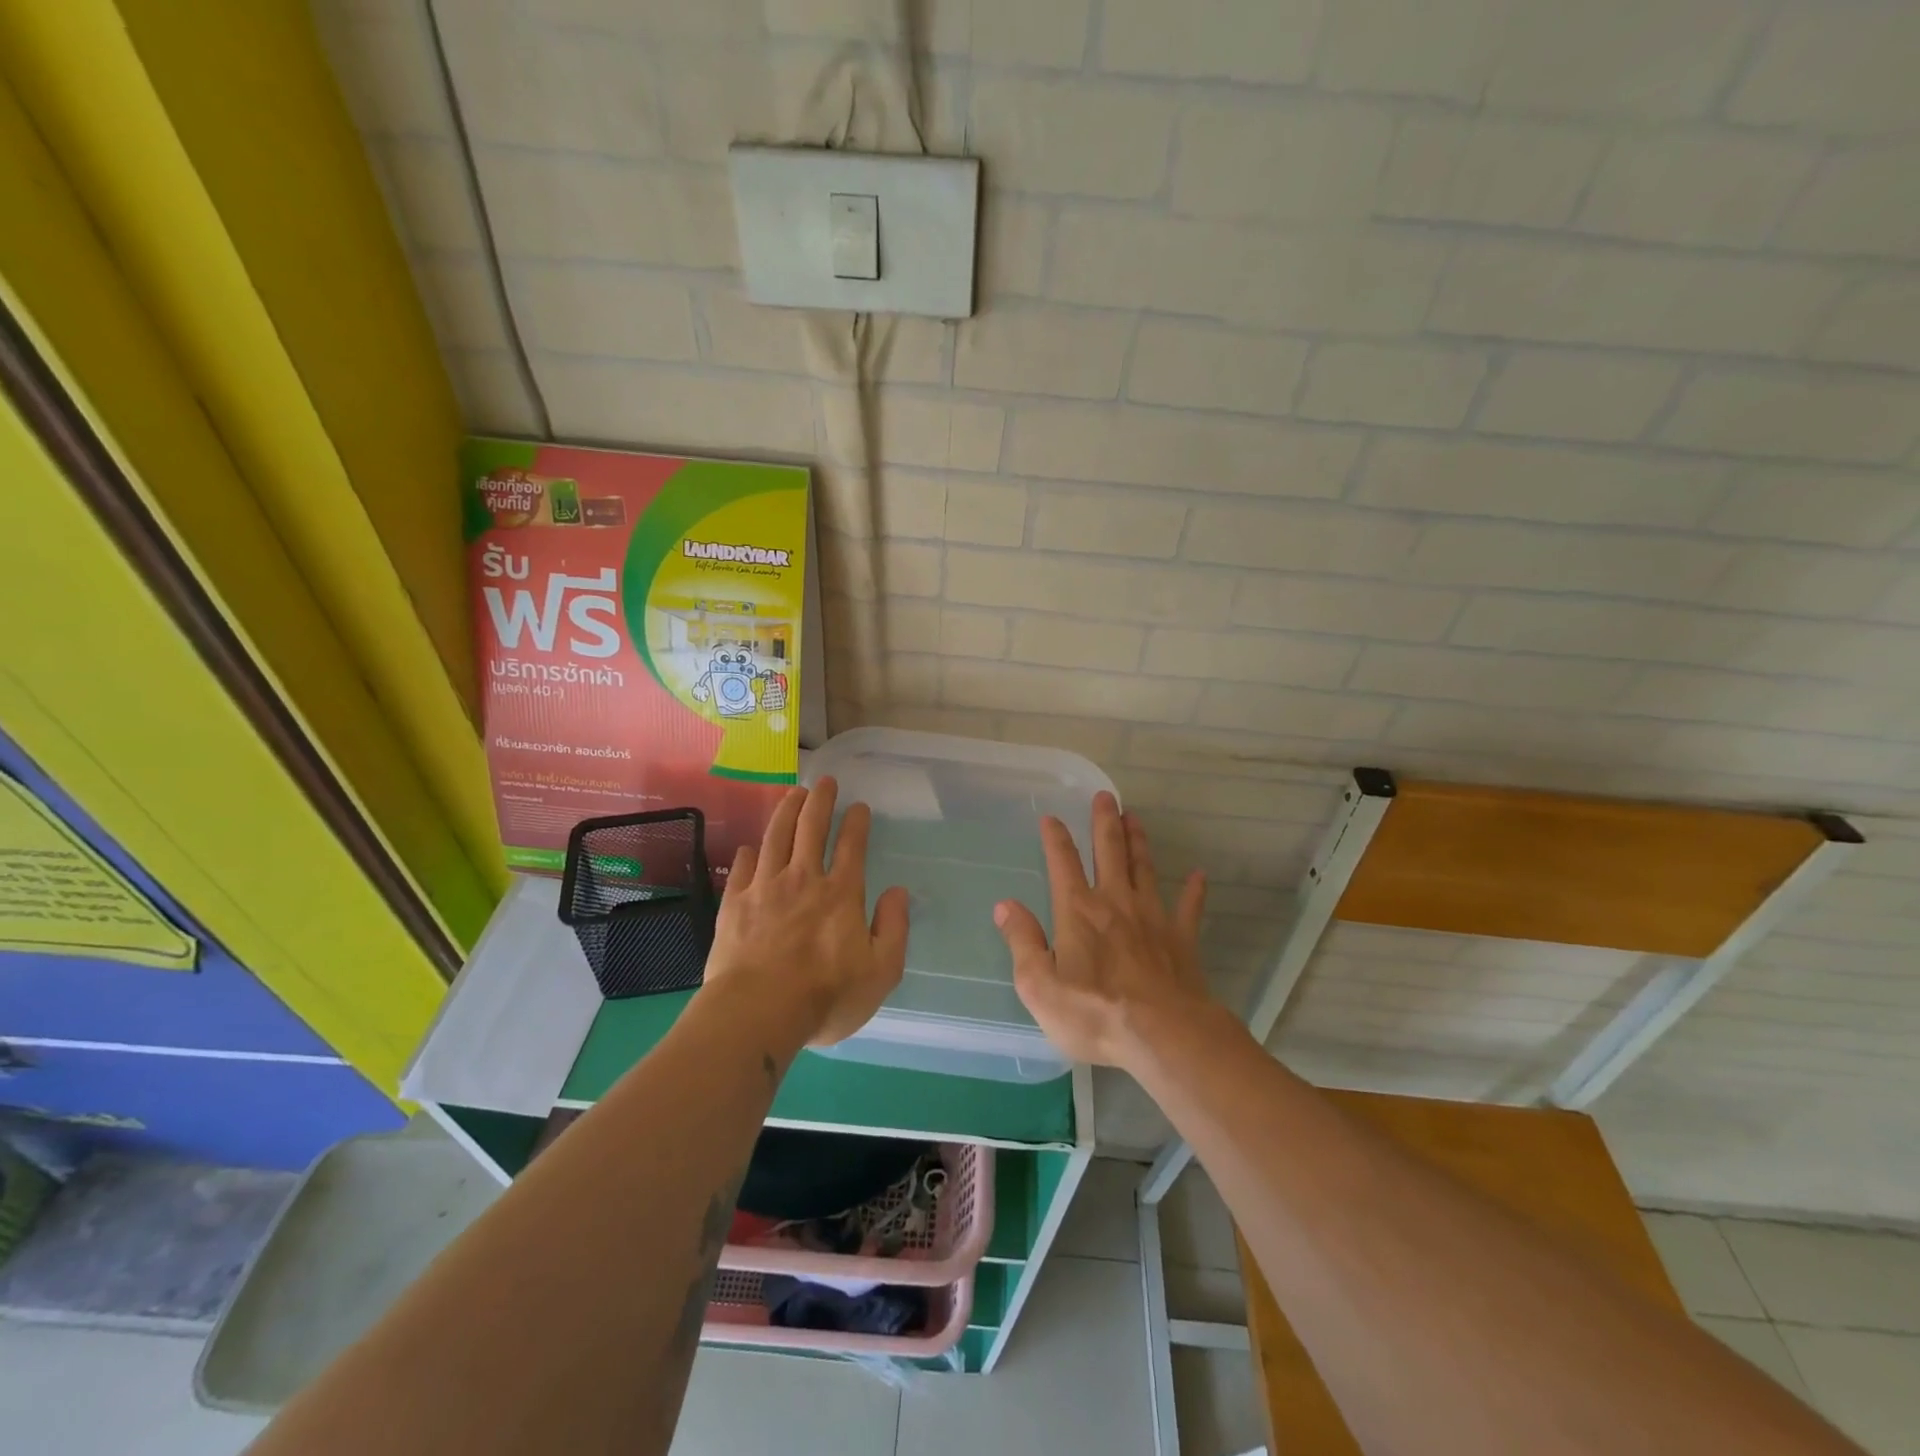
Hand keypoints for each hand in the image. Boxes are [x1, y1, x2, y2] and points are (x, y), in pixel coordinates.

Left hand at [704, 777, 908, 1046]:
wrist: (757, 1013)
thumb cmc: (825, 997)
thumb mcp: (881, 972)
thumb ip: (894, 929)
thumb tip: (898, 892)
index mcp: (841, 894)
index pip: (852, 846)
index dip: (857, 822)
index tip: (859, 806)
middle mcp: (803, 880)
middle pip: (811, 828)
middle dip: (820, 800)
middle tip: (824, 781)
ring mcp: (765, 888)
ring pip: (777, 837)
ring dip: (787, 811)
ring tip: (793, 793)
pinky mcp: (734, 904)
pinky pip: (743, 867)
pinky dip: (750, 852)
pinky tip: (751, 846)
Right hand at [994, 792, 1212, 1070]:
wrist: (1163, 1035)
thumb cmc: (1094, 1012)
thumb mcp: (1039, 985)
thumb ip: (1022, 942)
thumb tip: (1005, 905)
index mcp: (1078, 911)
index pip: (1063, 864)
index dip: (1056, 839)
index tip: (1051, 817)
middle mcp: (1115, 903)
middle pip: (1109, 853)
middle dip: (1105, 823)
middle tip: (1106, 796)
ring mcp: (1152, 918)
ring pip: (1144, 869)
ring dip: (1138, 842)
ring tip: (1135, 818)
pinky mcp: (1181, 939)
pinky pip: (1188, 908)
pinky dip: (1193, 891)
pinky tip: (1198, 875)